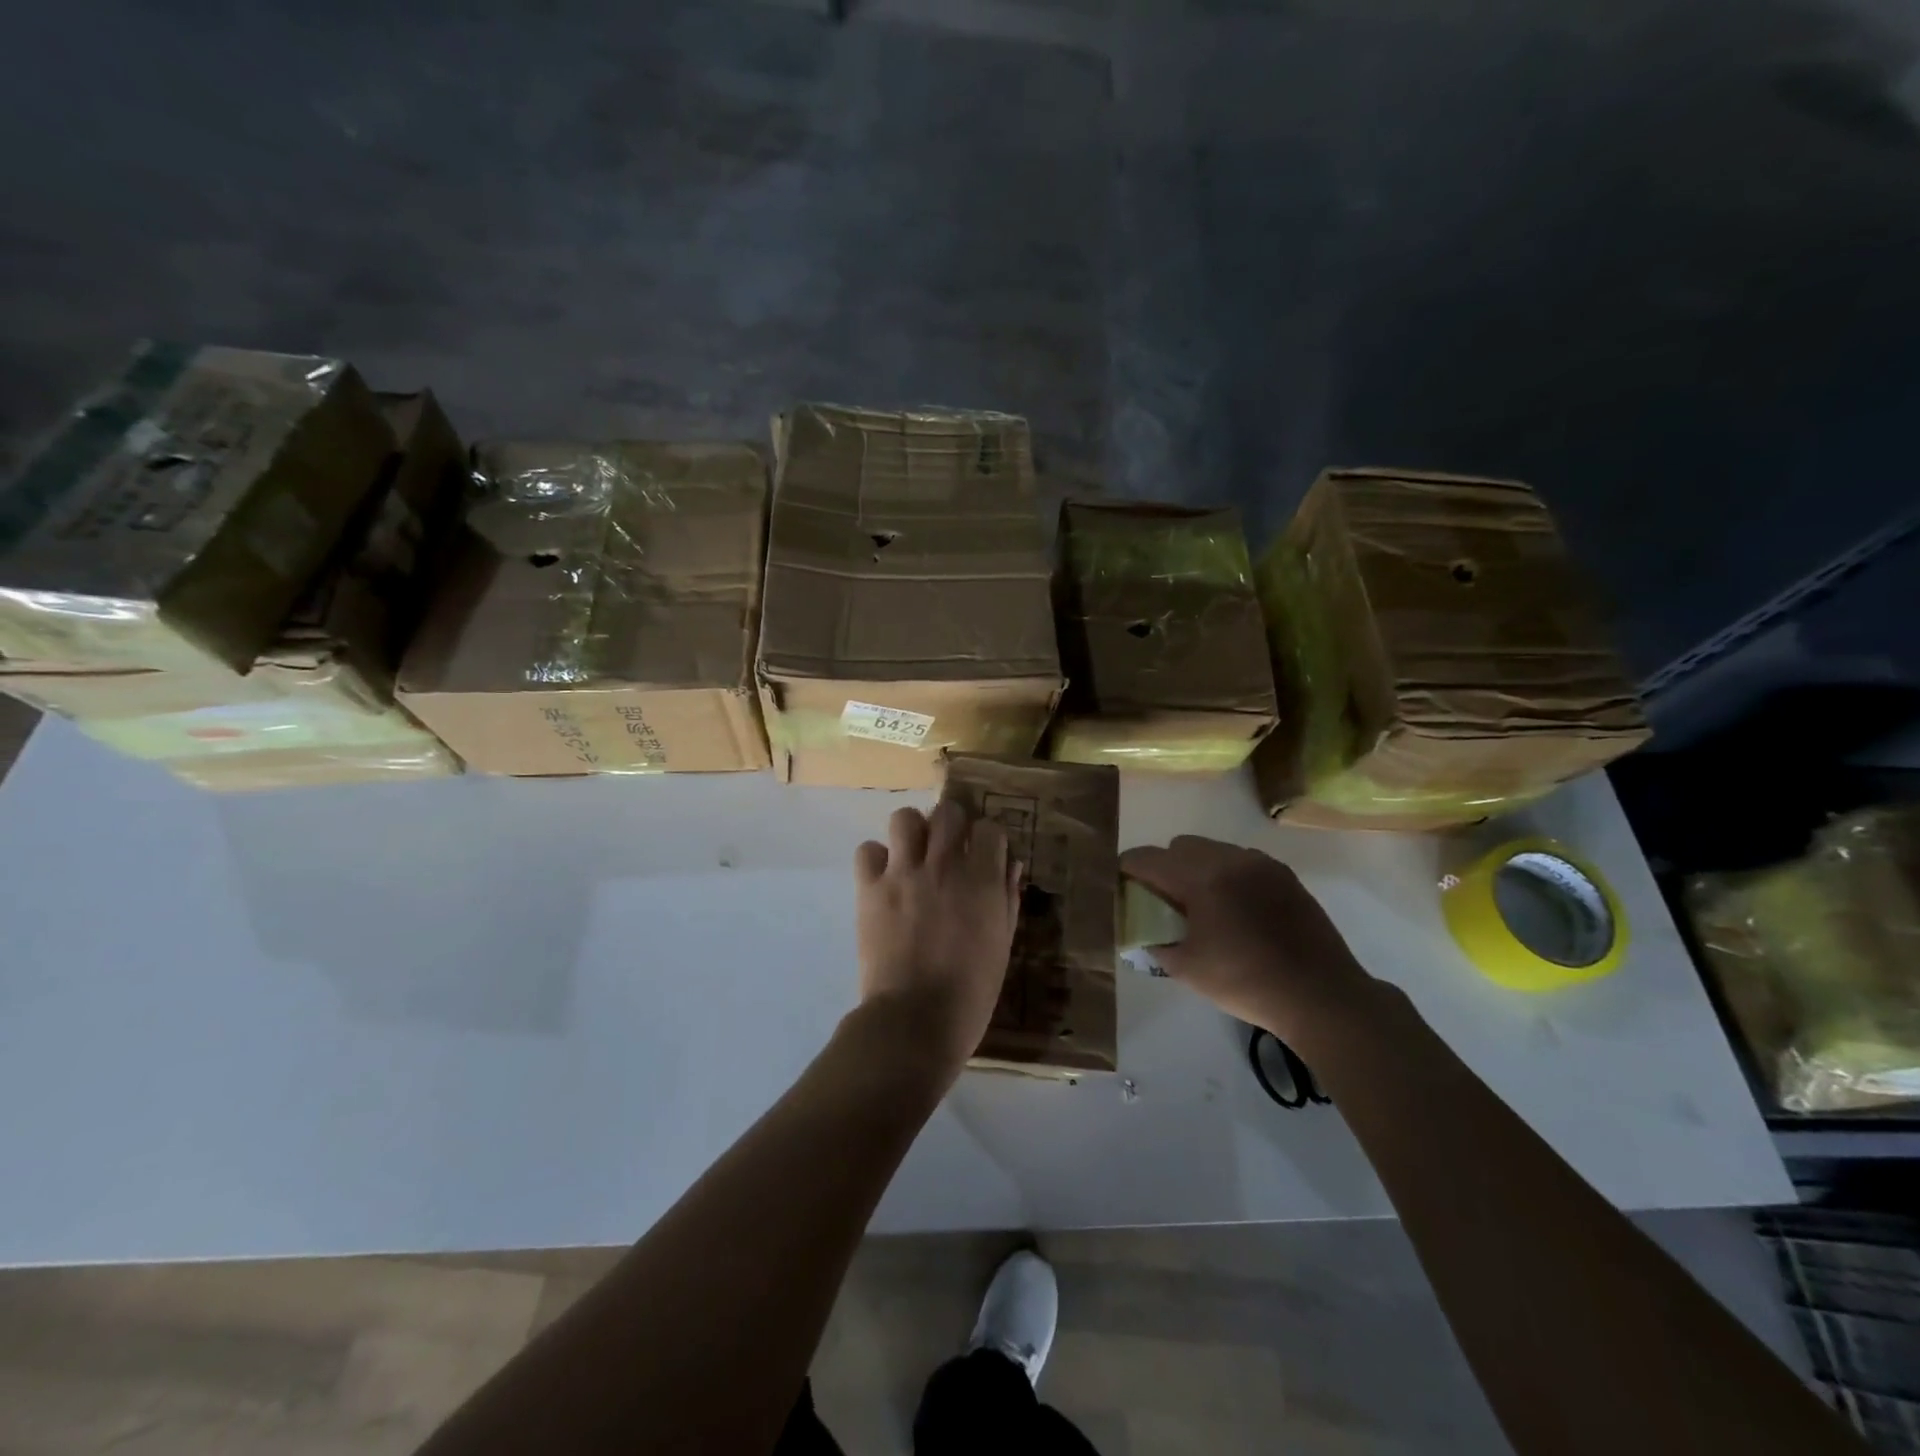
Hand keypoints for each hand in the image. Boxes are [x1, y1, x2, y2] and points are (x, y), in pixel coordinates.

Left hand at [854, 802, 1020, 1077]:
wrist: (914, 1020)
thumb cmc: (971, 992)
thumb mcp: (1002, 946)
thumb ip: (1007, 899)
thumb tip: (1010, 865)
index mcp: (983, 880)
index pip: (990, 828)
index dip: (987, 840)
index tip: (984, 856)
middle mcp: (944, 865)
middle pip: (948, 812)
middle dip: (952, 825)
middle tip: (948, 849)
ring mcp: (903, 873)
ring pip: (905, 818)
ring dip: (912, 833)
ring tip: (913, 856)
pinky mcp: (870, 888)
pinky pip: (868, 850)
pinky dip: (876, 860)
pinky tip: (884, 879)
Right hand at [1120, 835, 1378, 1042]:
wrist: (1320, 996)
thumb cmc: (1246, 983)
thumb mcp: (1186, 969)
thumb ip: (1154, 943)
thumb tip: (1141, 931)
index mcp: (1200, 879)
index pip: (1147, 858)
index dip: (1127, 868)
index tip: (1121, 884)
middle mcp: (1229, 859)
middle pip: (1180, 845)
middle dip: (1164, 865)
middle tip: (1165, 900)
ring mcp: (1261, 863)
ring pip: (1213, 849)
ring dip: (1197, 867)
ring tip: (1203, 904)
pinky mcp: (1284, 874)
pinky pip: (1241, 861)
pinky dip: (1227, 874)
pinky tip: (1235, 908)